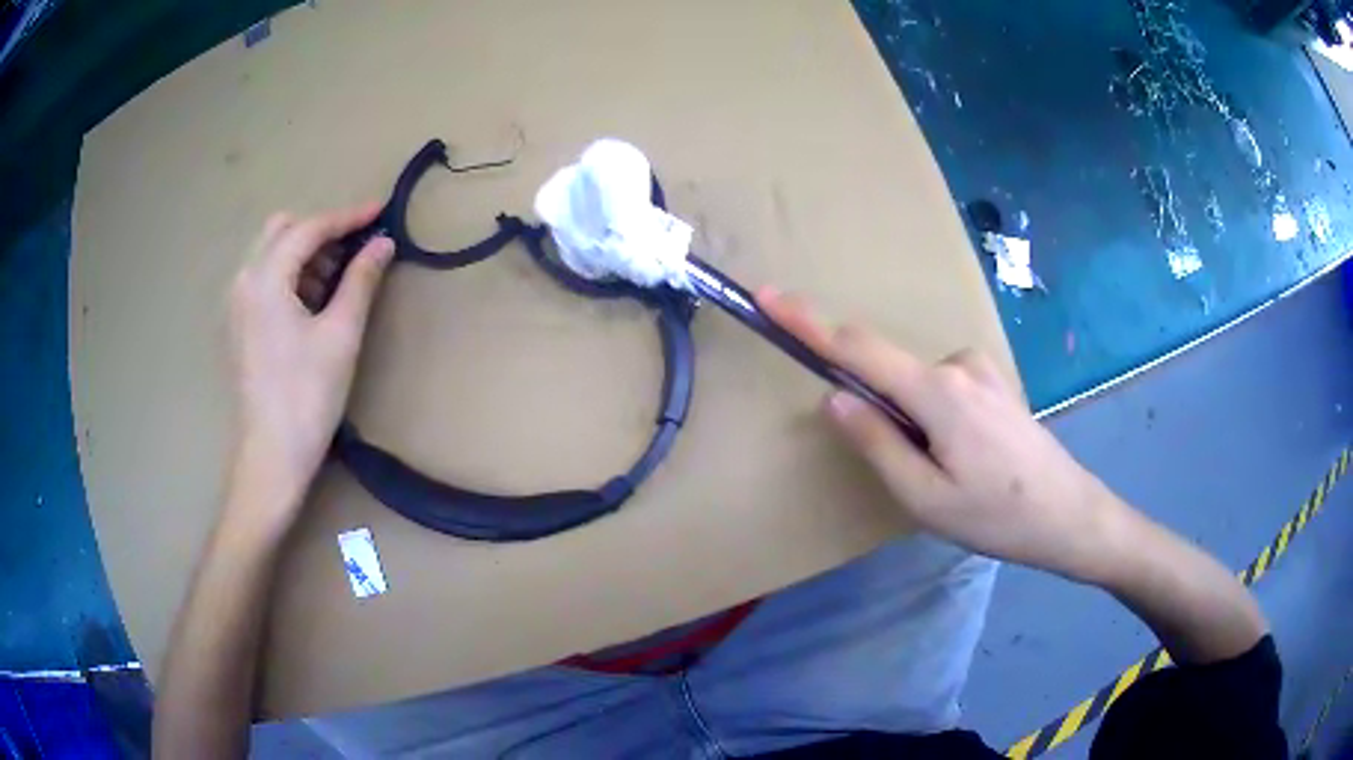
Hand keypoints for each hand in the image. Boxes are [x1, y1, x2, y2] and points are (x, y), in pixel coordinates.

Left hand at [227, 204, 394, 525]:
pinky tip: (312, 303)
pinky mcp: (238, 325)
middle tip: (355, 250)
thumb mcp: (341, 335)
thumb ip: (361, 280)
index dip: (348, 216)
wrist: (271, 456)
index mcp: (265, 279)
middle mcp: (243, 281)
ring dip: (305, 254)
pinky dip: (290, 276)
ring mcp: (236, 304)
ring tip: (339, 279)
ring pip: (271, 254)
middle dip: (321, 231)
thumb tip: (384, 243)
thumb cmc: (307, 396)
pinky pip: (264, 280)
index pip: (309, 228)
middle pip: (282, 230)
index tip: (382, 211)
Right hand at [760, 288, 1132, 583]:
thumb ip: (877, 442)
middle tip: (916, 473)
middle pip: (889, 371)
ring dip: (912, 422)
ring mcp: (981, 368)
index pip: (858, 348)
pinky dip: (933, 416)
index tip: (769, 296)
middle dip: (880, 411)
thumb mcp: (925, 498)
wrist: (1069, 514)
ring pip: (917, 385)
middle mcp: (958, 364)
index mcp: (938, 392)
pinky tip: (967, 457)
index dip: (808, 322)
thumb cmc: (997, 516)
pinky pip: (942, 387)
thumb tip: (835, 398)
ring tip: (951, 475)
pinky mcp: (994, 379)